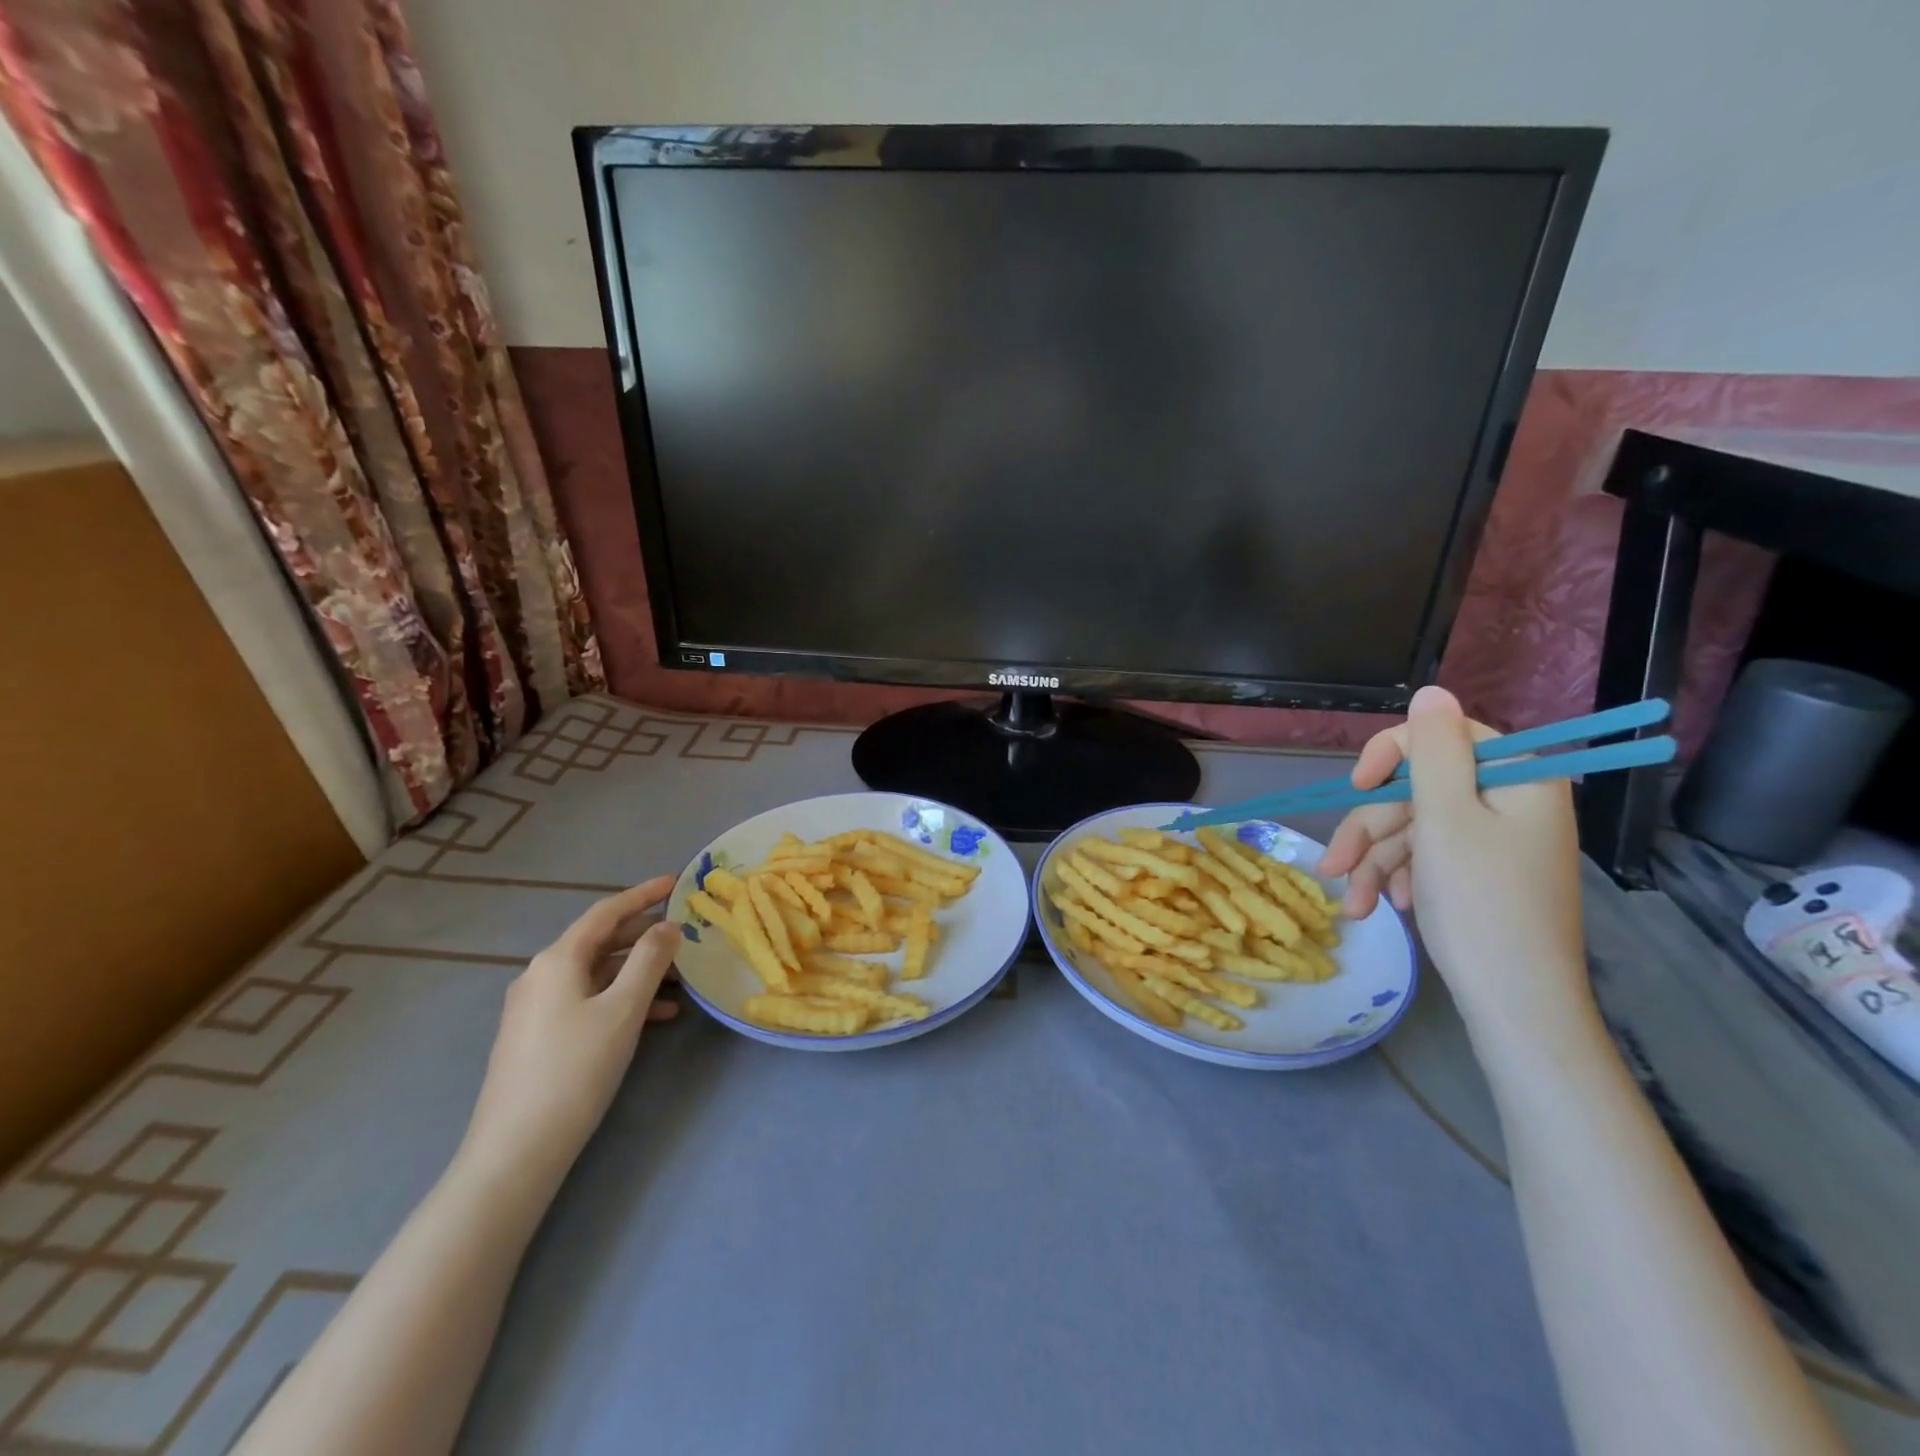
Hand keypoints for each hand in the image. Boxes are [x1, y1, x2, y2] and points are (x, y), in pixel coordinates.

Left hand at [460, 878, 682, 1184]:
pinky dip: (621, 999)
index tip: (675, 881)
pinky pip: (587, 1000)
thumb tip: (668, 926)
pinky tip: (655, 1017)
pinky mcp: (537, 1036)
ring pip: (597, 974)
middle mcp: (541, 974)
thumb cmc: (576, 1069)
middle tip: (686, 935)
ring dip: (639, 972)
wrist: (516, 1150)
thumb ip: (650, 960)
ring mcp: (535, 1007)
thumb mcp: (623, 1009)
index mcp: (558, 960)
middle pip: (601, 941)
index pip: (606, 912)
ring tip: (681, 982)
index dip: (643, 894)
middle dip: (645, 937)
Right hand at [1318, 687, 1593, 1047]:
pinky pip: (1426, 857)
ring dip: (1374, 862)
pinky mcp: (1479, 875)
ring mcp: (1494, 842)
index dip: (1392, 755)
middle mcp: (1509, 803)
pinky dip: (1398, 878)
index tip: (1356, 786)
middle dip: (1371, 829)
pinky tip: (1382, 907)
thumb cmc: (1481, 906)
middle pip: (1418, 790)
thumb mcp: (1446, 820)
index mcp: (1517, 780)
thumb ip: (1434, 751)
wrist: (1516, 1006)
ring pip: (1413, 828)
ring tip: (1351, 903)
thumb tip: (1432, 690)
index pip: (1444, 736)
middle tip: (1334, 866)